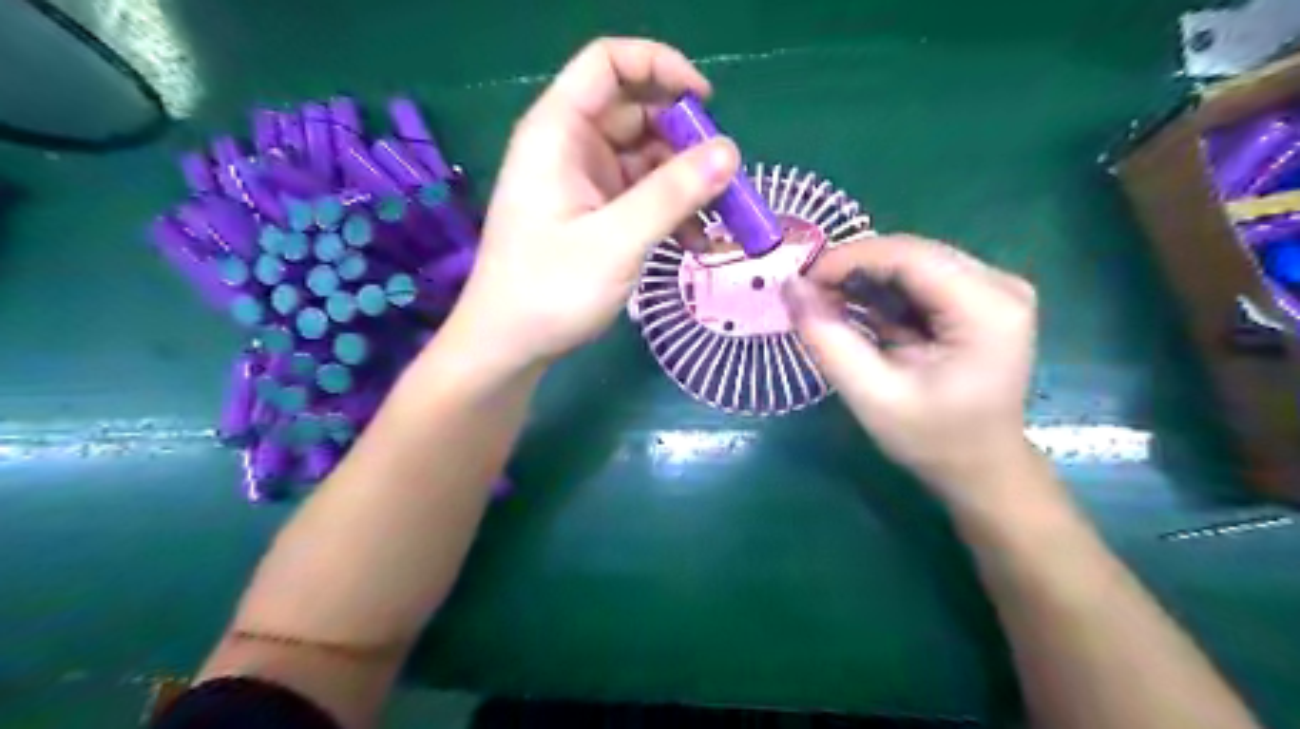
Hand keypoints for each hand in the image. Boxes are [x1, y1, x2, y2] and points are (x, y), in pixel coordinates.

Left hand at [449, 38, 739, 369]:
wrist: (509, 346)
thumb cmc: (550, 291)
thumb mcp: (616, 241)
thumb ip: (672, 194)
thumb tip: (729, 152)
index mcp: (558, 133)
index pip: (608, 64)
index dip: (659, 67)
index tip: (705, 103)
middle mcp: (570, 147)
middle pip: (636, 113)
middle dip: (684, 140)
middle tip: (724, 179)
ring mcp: (583, 183)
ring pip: (645, 159)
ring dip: (685, 184)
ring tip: (721, 219)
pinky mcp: (594, 215)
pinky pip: (641, 196)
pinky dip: (670, 211)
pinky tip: (696, 241)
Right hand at [782, 235, 1042, 504]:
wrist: (981, 468)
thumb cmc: (932, 440)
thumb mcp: (872, 396)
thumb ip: (828, 339)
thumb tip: (790, 288)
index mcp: (987, 308)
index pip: (909, 255)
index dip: (848, 258)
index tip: (800, 281)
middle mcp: (999, 285)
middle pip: (912, 253)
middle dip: (853, 268)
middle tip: (807, 295)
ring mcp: (993, 289)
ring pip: (912, 261)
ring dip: (864, 279)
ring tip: (826, 306)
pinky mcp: (980, 298)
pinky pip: (920, 278)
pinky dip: (882, 292)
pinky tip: (857, 313)